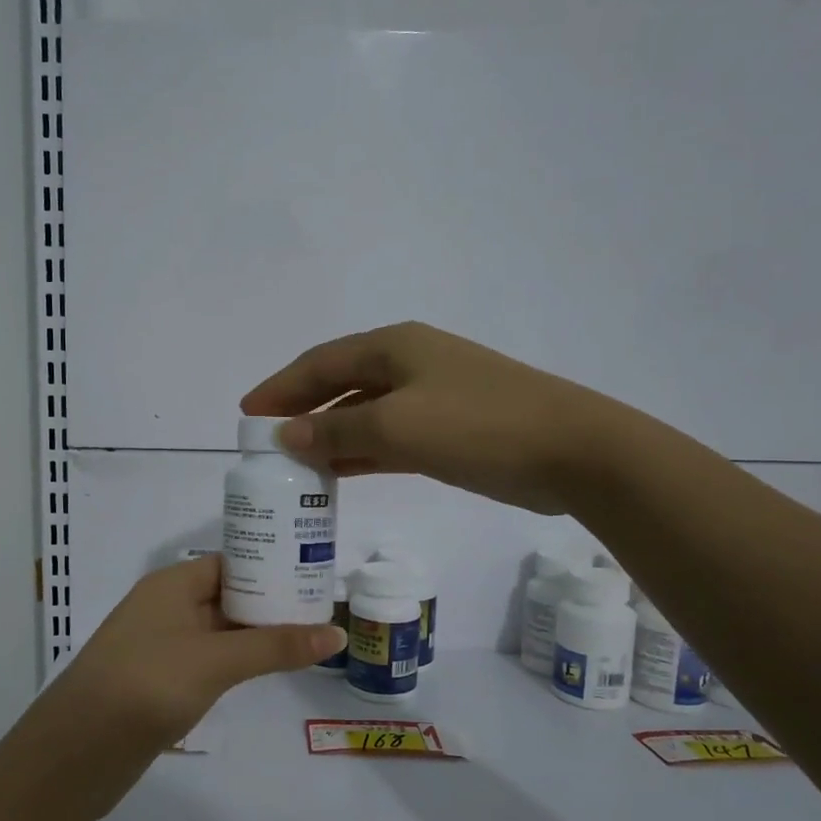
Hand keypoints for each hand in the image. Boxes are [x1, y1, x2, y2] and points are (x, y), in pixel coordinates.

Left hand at [19, 556, 345, 820]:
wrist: (74, 754)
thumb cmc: (146, 685)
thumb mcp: (215, 660)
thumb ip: (275, 645)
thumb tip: (338, 632)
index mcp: (172, 584)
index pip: (231, 561)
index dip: (271, 564)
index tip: (314, 573)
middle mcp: (166, 607)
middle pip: (227, 595)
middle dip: (271, 601)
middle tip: (323, 608)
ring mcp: (162, 647)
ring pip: (219, 631)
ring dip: (257, 634)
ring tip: (308, 636)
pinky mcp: (161, 683)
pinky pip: (208, 661)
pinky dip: (238, 661)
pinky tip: (268, 670)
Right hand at [241, 321, 611, 515]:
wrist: (573, 450)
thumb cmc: (479, 426)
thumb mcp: (398, 427)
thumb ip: (337, 430)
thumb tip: (287, 435)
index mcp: (394, 348)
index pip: (321, 363)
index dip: (281, 387)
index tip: (247, 414)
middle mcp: (410, 364)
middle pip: (340, 384)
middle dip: (302, 410)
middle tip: (266, 441)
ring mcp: (433, 397)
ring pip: (364, 413)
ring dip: (330, 434)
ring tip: (294, 462)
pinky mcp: (450, 429)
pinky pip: (390, 437)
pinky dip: (362, 452)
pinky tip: (340, 472)